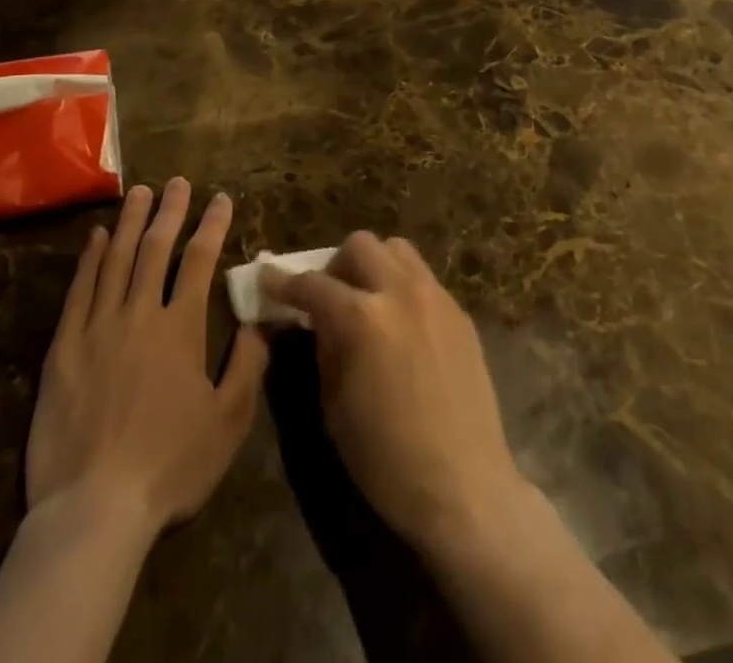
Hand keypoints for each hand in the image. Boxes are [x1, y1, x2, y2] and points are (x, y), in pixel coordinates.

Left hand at [26, 179, 267, 536]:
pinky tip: (97, 237)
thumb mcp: (227, 424)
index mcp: (181, 328)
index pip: (200, 261)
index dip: (212, 225)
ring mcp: (97, 326)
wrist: (94, 507)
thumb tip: (258, 322)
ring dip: (130, 222)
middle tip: (177, 182)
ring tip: (139, 192)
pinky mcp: (63, 347)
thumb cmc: (169, 466)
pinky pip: (79, 290)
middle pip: (156, 248)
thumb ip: (247, 367)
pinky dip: (90, 259)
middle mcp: (140, 314)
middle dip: (170, 211)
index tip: (220, 198)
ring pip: (116, 259)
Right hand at [265, 233, 527, 554]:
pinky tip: (401, 325)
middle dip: (335, 265)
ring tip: (368, 300)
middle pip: (360, 245)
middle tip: (329, 296)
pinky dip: (402, 287)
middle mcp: (400, 292)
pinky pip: (424, 279)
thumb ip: (324, 350)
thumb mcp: (334, 408)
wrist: (465, 488)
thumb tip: (317, 322)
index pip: (313, 284)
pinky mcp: (460, 313)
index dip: (283, 282)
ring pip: (397, 249)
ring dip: (374, 265)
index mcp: (363, 318)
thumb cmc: (387, 460)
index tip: (267, 280)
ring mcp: (436, 298)